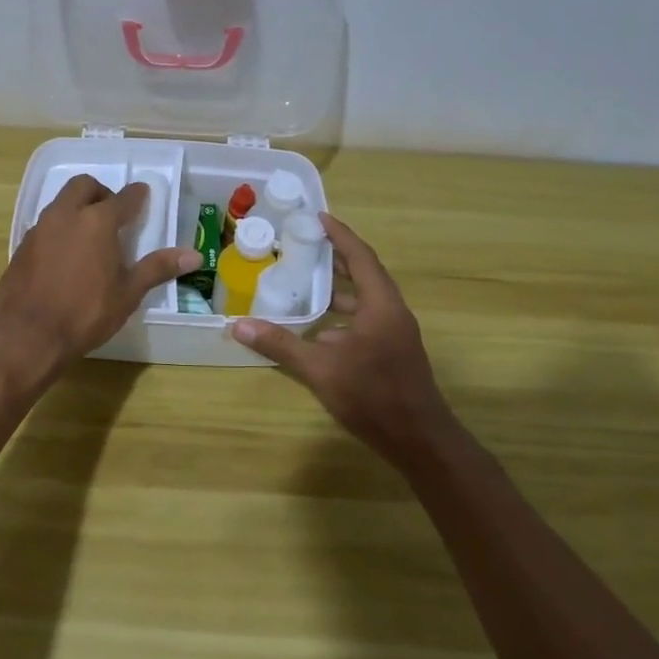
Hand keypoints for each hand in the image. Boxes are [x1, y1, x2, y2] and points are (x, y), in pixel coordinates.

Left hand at [0, 175, 198, 380]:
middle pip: (83, 186)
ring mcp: (40, 229)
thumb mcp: (128, 293)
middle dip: (101, 192)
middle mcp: (66, 215)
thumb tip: (194, 256)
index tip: (143, 194)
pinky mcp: (22, 247)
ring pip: (60, 203)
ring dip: (77, 208)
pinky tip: (65, 255)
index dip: (136, 195)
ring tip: (90, 234)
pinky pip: (45, 226)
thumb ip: (158, 268)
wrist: (27, 335)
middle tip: (112, 212)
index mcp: (97, 221)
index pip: (123, 198)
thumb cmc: (86, 313)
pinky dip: (60, 229)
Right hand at [232, 213, 454, 468]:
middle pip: (364, 273)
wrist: (419, 441)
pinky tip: (318, 329)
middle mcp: (391, 312)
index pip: (360, 257)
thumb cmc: (373, 396)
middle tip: (305, 245)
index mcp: (381, 305)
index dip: (340, 235)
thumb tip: (239, 325)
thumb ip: (281, 345)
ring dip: (339, 289)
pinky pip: (365, 320)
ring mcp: (395, 334)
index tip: (318, 217)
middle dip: (337, 257)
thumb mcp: (320, 369)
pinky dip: (342, 315)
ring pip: (365, 299)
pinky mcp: (392, 352)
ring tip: (306, 282)